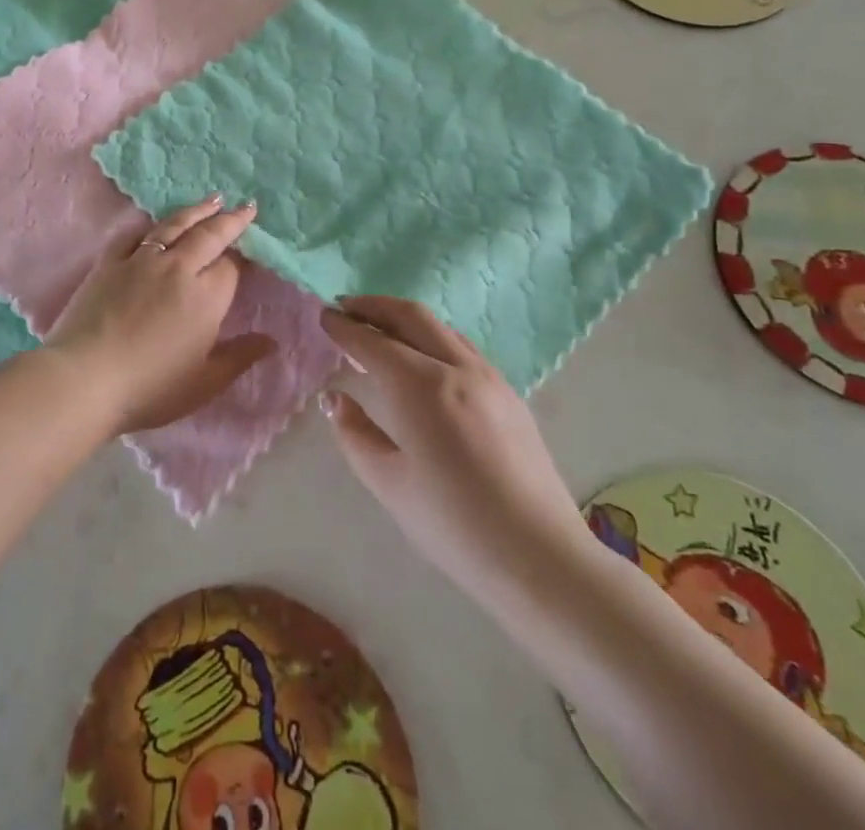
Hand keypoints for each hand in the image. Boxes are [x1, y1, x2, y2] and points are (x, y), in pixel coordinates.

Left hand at [44, 197, 272, 434]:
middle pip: (209, 235)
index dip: (243, 257)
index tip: (252, 251)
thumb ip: (239, 358)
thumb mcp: (204, 382)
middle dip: (230, 220)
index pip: (231, 266)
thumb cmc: (151, 388)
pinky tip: (155, 224)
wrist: (85, 379)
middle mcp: (178, 268)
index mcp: (206, 296)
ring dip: (196, 211)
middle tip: (246, 206)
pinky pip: (134, 235)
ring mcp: (140, 261)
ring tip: (213, 199)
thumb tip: (271, 342)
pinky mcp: (109, 263)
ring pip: (174, 226)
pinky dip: (149, 226)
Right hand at [321, 297, 586, 609]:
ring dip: (405, 318)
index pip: (373, 342)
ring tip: (380, 329)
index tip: (323, 316)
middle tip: (346, 308)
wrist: (541, 558)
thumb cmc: (454, 525)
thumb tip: (334, 399)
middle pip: (411, 316)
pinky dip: (432, 337)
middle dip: (374, 306)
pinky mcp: (510, 394)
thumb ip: (355, 434)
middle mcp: (456, 368)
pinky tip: (424, 358)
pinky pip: (463, 347)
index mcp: (420, 386)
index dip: (344, 327)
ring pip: (441, 327)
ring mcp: (489, 378)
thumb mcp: (389, 483)